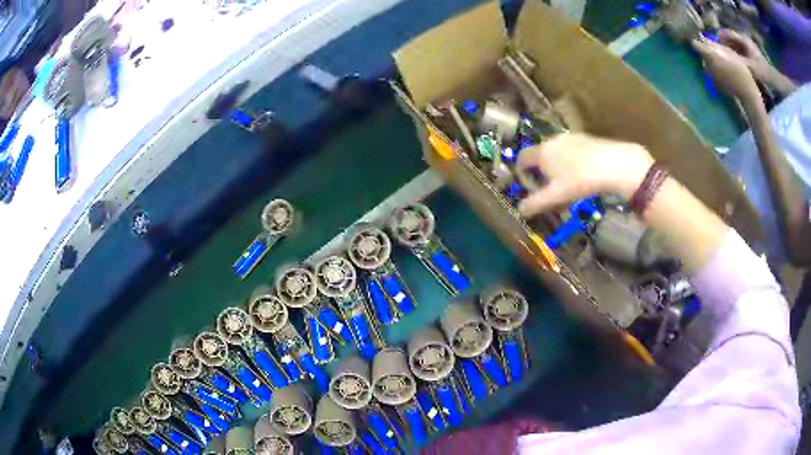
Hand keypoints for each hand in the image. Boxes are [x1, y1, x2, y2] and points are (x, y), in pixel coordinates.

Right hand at [516, 133, 652, 216]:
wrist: (613, 164)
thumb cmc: (579, 180)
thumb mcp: (556, 196)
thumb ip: (536, 203)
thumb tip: (520, 210)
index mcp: (542, 152)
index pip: (522, 158)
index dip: (521, 173)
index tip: (529, 187)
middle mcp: (553, 141)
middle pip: (540, 156)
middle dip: (542, 173)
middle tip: (551, 190)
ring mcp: (570, 138)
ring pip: (557, 153)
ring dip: (557, 168)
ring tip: (569, 185)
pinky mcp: (586, 139)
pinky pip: (572, 151)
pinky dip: (571, 162)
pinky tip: (584, 175)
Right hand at [717, 29, 772, 79]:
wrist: (777, 84)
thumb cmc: (764, 74)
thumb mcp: (749, 67)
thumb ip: (735, 60)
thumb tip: (720, 56)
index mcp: (742, 39)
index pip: (725, 33)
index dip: (717, 39)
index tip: (712, 49)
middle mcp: (744, 41)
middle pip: (729, 40)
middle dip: (723, 48)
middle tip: (718, 58)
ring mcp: (748, 49)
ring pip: (734, 48)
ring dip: (729, 55)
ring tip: (725, 64)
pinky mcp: (751, 58)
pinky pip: (739, 55)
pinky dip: (736, 60)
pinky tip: (735, 69)